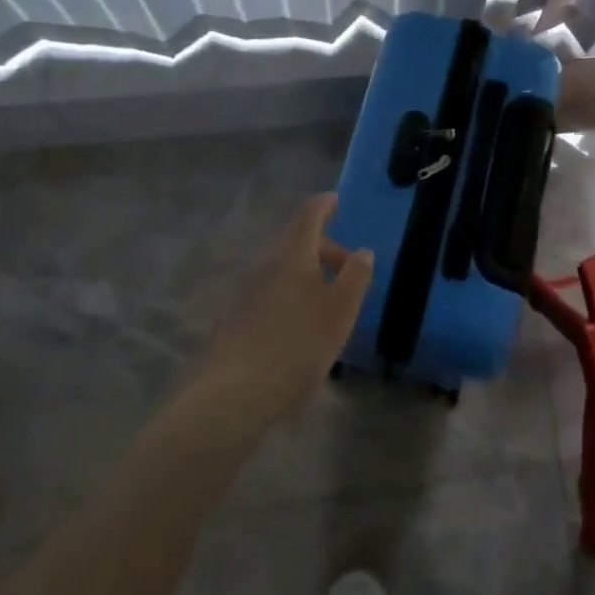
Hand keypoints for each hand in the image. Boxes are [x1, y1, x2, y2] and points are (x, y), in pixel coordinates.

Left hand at [196, 193, 373, 423]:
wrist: (231, 394)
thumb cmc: (296, 343)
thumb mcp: (340, 310)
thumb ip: (355, 276)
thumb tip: (363, 251)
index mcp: (293, 254)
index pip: (309, 215)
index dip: (324, 205)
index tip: (337, 201)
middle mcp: (266, 264)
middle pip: (295, 242)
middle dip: (323, 248)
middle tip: (348, 268)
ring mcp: (246, 292)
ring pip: (282, 269)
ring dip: (307, 275)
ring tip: (330, 303)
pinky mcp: (236, 320)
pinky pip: (270, 293)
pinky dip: (291, 297)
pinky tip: (301, 329)